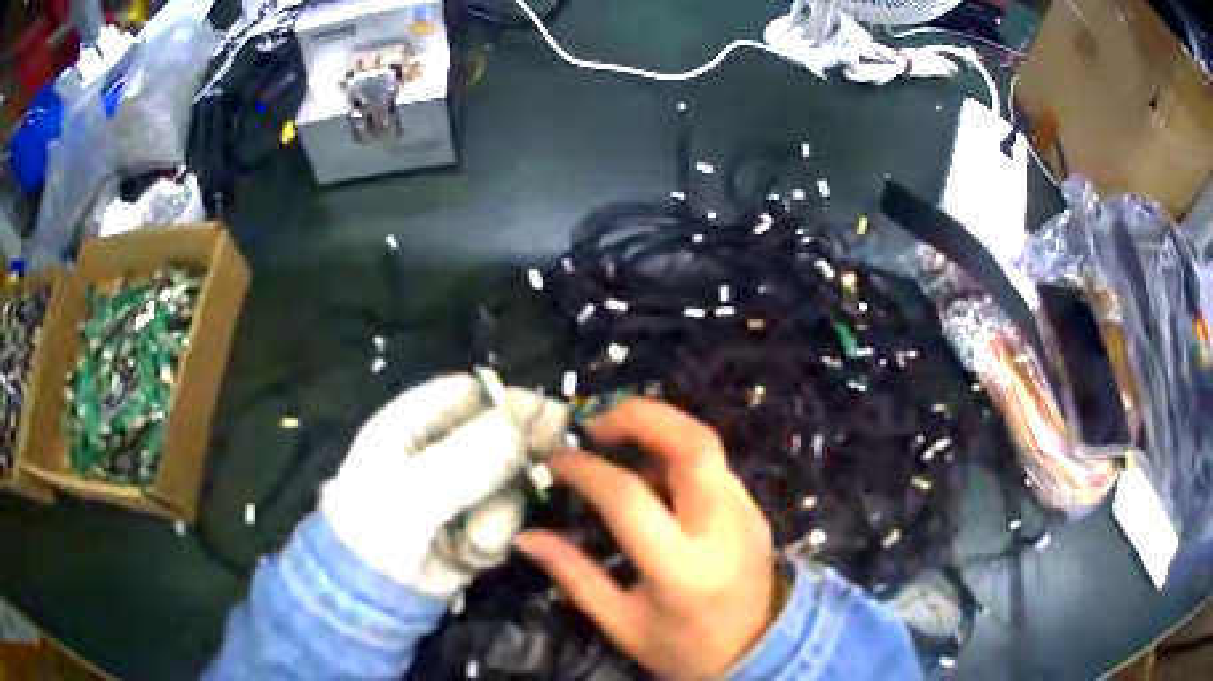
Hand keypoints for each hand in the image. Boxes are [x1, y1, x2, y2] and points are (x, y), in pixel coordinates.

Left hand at [321, 374, 568, 597]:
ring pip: (509, 483)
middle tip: (553, 463)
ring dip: (500, 514)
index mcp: (414, 423)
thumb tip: (538, 416)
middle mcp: (439, 450)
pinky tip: (469, 556)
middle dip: (520, 457)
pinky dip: (494, 539)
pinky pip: (505, 520)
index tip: (547, 418)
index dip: (508, 403)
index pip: (471, 394)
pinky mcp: (474, 524)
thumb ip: (474, 454)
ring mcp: (459, 489)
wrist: (373, 596)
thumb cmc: (379, 530)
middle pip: (499, 435)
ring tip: (475, 541)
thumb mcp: (417, 490)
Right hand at [514, 399, 778, 678]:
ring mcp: (747, 514)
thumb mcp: (622, 623)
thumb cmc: (684, 647)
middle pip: (693, 444)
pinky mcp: (756, 509)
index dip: (585, 470)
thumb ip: (574, 575)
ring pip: (705, 447)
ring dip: (658, 434)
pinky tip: (653, 479)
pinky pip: (713, 466)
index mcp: (681, 568)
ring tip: (619, 453)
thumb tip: (526, 538)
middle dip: (641, 416)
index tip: (555, 460)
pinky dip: (676, 457)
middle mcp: (722, 529)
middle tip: (596, 426)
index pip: (630, 497)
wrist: (760, 652)